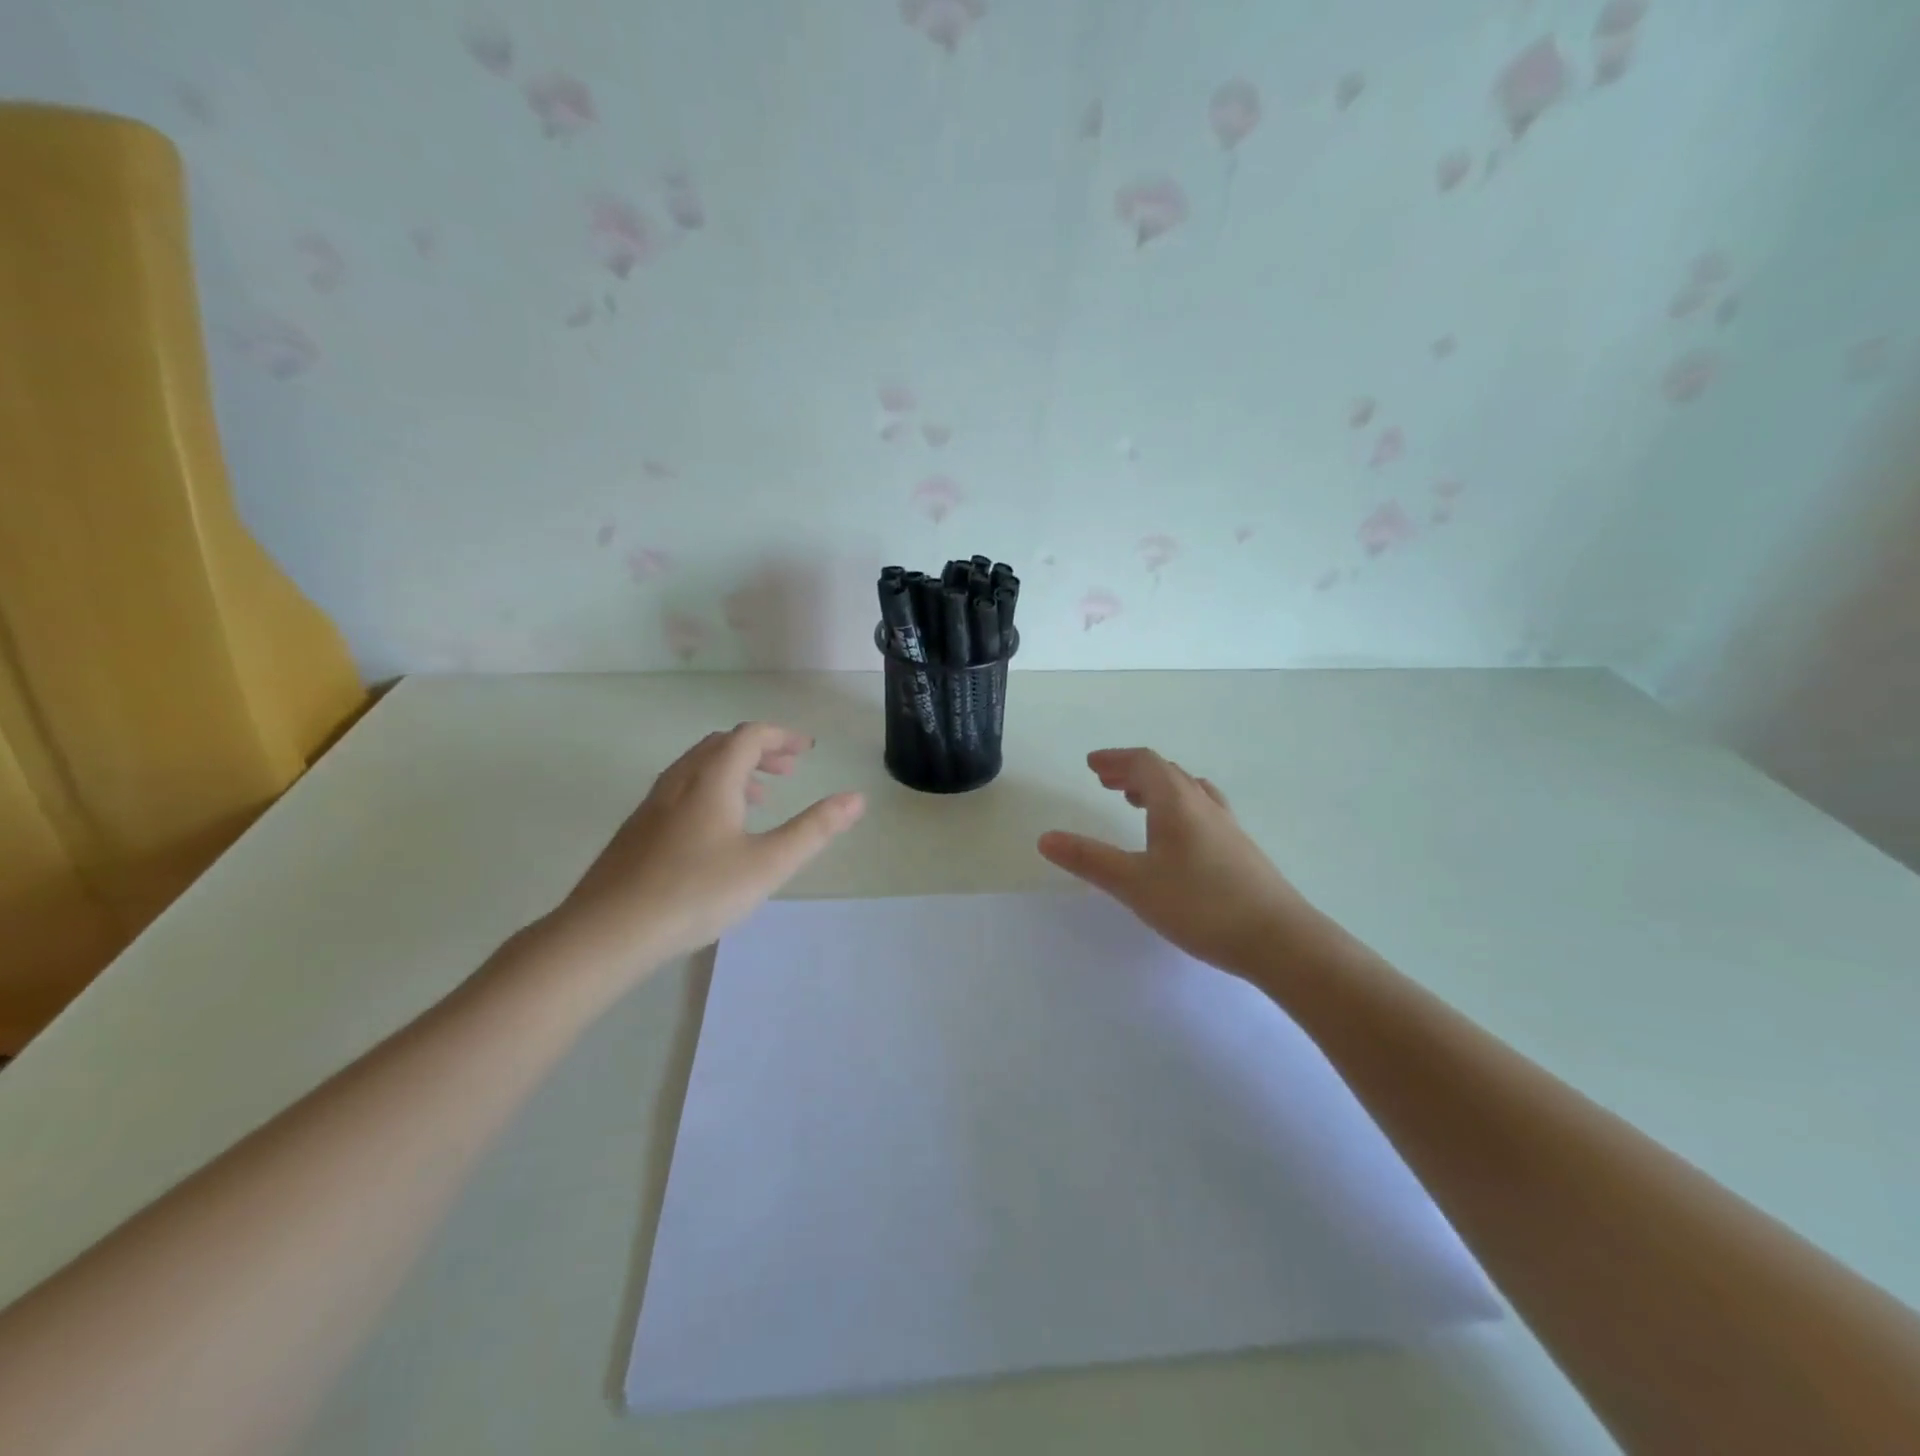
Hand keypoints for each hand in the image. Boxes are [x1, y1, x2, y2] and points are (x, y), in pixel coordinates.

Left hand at [552, 723, 864, 978]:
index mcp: (712, 780)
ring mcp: (652, 805)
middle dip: (760, 750)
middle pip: (721, 745)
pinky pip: (681, 790)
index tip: (807, 751)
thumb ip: (814, 829)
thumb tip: (856, 798)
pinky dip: (710, 790)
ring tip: (759, 798)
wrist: (607, 932)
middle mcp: (679, 781)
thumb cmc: (696, 893)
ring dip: (734, 770)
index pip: (750, 736)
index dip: (782, 736)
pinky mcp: (636, 831)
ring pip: (697, 767)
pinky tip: (715, 832)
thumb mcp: (768, 864)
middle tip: (789, 770)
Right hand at [1038, 748, 1328, 978]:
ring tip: (1136, 802)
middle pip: (1166, 773)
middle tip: (1106, 781)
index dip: (1115, 759)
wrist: (1279, 940)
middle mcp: (1204, 805)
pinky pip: (1202, 812)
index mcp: (1177, 802)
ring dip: (1157, 788)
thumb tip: (1045, 838)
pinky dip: (1178, 808)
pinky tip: (1176, 839)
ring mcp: (1227, 827)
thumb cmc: (1200, 905)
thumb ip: (1089, 859)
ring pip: (1188, 791)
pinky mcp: (1240, 850)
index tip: (1092, 765)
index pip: (1144, 763)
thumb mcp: (1134, 884)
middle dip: (1132, 772)